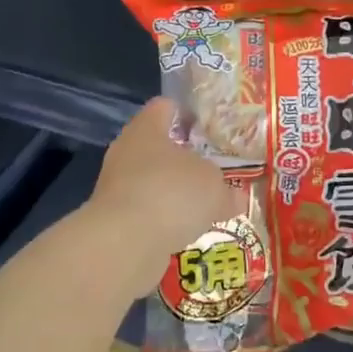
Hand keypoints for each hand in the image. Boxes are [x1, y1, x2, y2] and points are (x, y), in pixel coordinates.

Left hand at [86, 98, 244, 292]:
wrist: (125, 243)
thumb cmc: (172, 193)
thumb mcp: (215, 186)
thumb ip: (226, 189)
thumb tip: (236, 197)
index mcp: (147, 129)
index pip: (164, 107)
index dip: (187, 114)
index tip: (209, 127)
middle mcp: (126, 152)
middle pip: (158, 148)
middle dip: (185, 160)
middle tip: (215, 170)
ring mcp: (117, 187)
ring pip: (153, 182)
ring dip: (175, 193)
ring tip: (205, 206)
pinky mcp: (116, 220)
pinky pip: (148, 213)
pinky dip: (166, 220)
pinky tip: (188, 231)